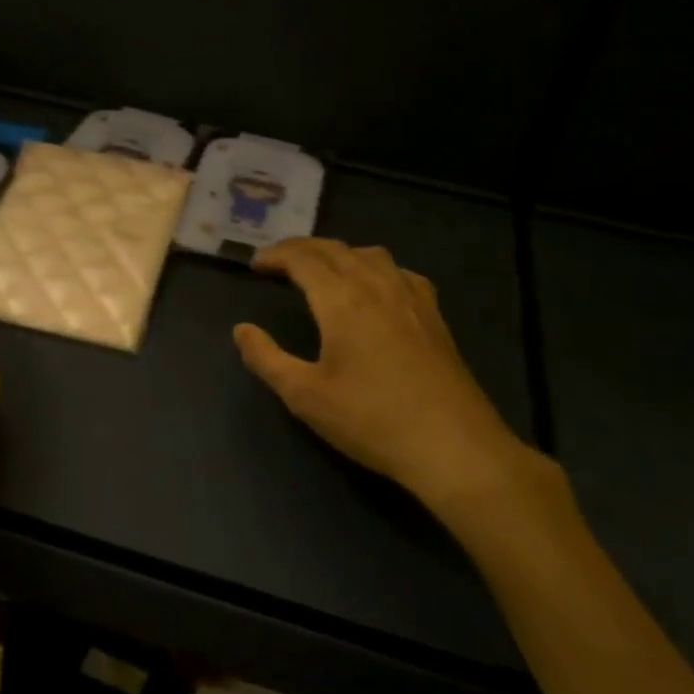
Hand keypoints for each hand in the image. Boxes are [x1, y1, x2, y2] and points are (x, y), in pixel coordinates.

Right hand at [233, 239, 568, 538]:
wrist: (452, 445)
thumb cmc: (371, 419)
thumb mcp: (305, 396)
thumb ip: (266, 359)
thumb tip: (241, 330)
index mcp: (342, 299)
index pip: (303, 259)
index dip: (276, 255)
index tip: (255, 265)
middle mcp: (376, 285)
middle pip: (334, 249)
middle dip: (302, 248)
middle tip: (278, 261)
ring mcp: (410, 297)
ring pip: (369, 254)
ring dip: (338, 253)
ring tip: (321, 269)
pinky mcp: (433, 315)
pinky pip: (399, 272)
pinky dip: (374, 267)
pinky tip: (376, 286)